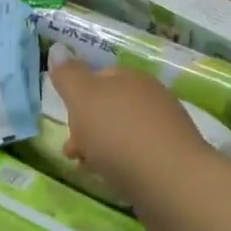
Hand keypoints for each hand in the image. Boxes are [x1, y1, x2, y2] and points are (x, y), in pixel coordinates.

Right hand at [51, 58, 214, 197]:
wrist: (171, 182)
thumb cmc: (119, 135)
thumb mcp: (83, 99)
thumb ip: (68, 75)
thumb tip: (58, 49)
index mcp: (130, 77)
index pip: (99, 77)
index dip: (77, 97)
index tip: (65, 119)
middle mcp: (152, 97)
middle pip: (109, 107)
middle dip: (86, 126)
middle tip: (72, 150)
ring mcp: (165, 128)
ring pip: (122, 132)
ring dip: (100, 146)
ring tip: (88, 168)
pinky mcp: (172, 158)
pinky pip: (137, 154)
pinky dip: (120, 162)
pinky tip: (114, 177)